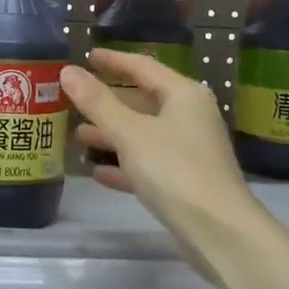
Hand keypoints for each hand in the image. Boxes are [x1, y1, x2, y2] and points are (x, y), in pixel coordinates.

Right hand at [62, 49, 252, 238]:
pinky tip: (97, 172)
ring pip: (143, 133)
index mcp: (183, 95)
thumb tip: (68, 71)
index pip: (143, 67)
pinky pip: (148, 163)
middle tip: (74, 98)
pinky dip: (124, 164)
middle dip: (108, 101)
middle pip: (143, 100)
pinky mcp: (184, 181)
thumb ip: (97, 102)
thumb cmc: (174, 170)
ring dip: (112, 134)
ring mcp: (189, 150)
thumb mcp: (130, 133)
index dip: (113, 61)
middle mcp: (189, 117)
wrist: (219, 231)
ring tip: (78, 134)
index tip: (86, 57)